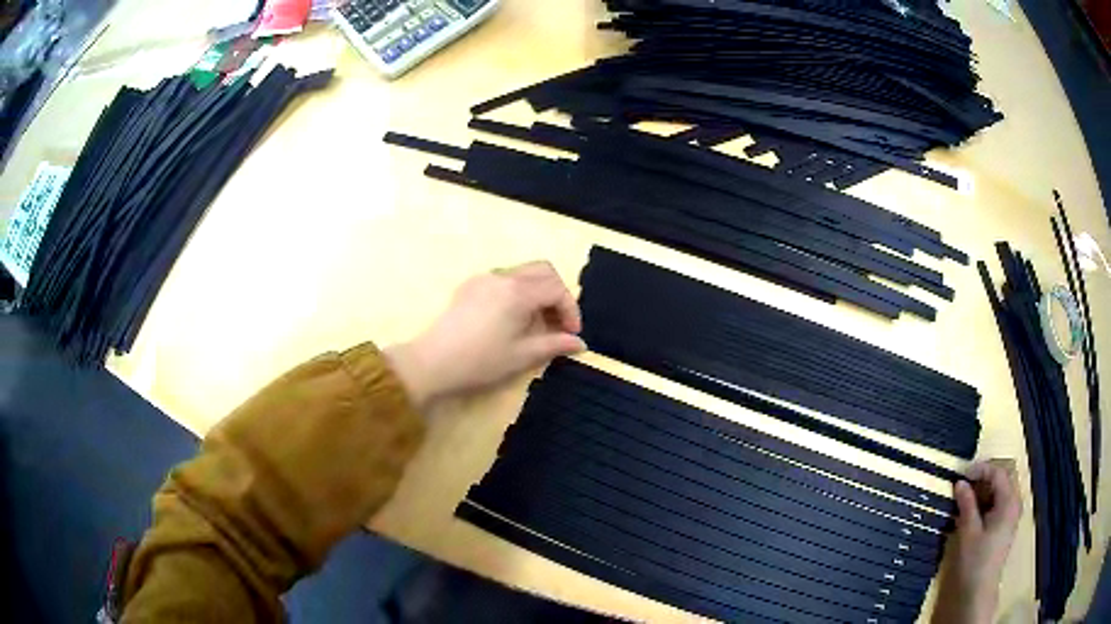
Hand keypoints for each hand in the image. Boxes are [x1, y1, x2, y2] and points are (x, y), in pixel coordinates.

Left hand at [385, 262, 586, 408]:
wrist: (432, 362)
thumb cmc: (480, 361)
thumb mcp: (522, 356)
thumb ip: (554, 344)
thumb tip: (580, 343)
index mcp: (518, 292)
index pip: (557, 289)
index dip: (570, 310)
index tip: (571, 334)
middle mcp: (503, 276)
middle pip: (543, 271)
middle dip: (557, 294)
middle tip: (558, 323)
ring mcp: (484, 278)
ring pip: (523, 273)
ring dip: (538, 292)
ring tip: (537, 323)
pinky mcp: (470, 286)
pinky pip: (504, 279)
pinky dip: (518, 292)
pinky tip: (512, 319)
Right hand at [932, 459, 1023, 623]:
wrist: (979, 589)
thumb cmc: (975, 560)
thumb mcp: (969, 531)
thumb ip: (966, 504)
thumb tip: (960, 482)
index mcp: (1009, 501)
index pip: (998, 473)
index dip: (980, 469)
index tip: (961, 474)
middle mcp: (1014, 502)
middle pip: (1002, 478)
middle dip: (983, 476)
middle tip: (964, 482)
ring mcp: (1012, 513)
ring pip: (1001, 489)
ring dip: (985, 488)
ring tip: (966, 495)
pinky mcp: (1006, 524)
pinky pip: (999, 501)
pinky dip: (987, 499)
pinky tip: (974, 509)